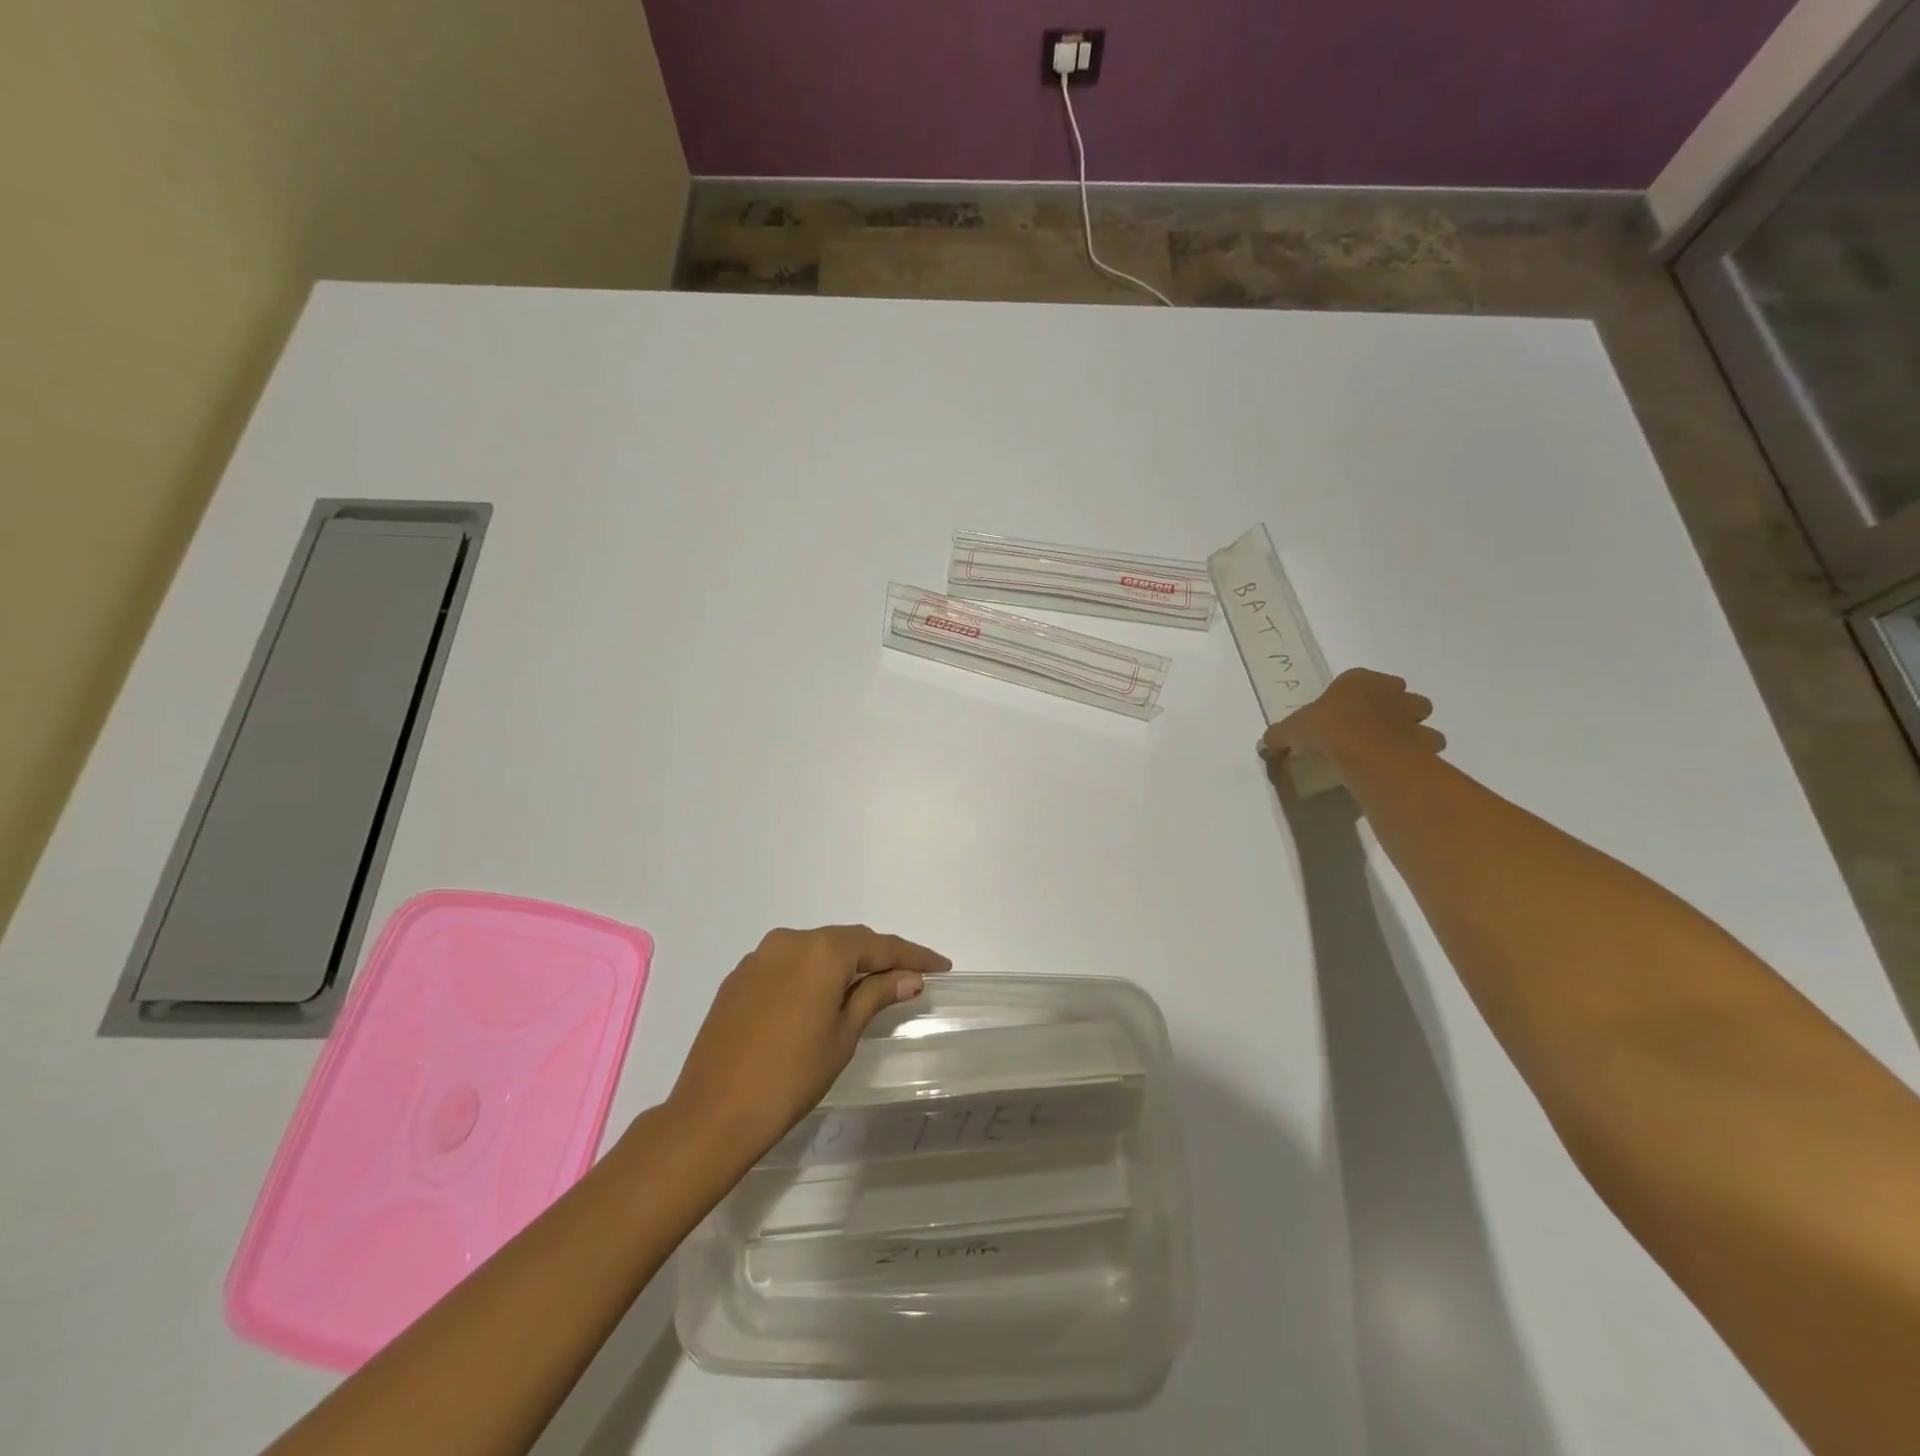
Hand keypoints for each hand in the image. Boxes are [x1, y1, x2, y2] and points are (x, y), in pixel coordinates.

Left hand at [665, 926, 950, 1162]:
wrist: (713, 1113)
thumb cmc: (791, 1076)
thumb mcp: (843, 1035)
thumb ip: (875, 995)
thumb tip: (909, 976)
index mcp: (821, 951)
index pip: (879, 945)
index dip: (913, 955)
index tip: (941, 966)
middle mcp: (789, 940)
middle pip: (846, 942)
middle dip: (878, 957)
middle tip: (909, 976)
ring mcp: (759, 957)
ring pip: (815, 950)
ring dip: (843, 964)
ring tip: (868, 986)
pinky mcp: (739, 977)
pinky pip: (788, 964)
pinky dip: (812, 974)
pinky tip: (821, 997)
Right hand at [1260, 668, 1444, 768]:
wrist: (1361, 749)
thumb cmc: (1325, 727)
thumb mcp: (1291, 730)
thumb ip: (1281, 735)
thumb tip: (1268, 743)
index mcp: (1358, 680)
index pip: (1360, 680)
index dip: (1353, 696)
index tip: (1342, 714)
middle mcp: (1391, 691)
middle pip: (1399, 695)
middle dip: (1391, 708)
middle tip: (1371, 729)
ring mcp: (1412, 715)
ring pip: (1420, 718)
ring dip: (1410, 729)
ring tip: (1389, 748)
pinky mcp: (1425, 740)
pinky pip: (1426, 745)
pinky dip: (1418, 753)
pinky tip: (1399, 764)